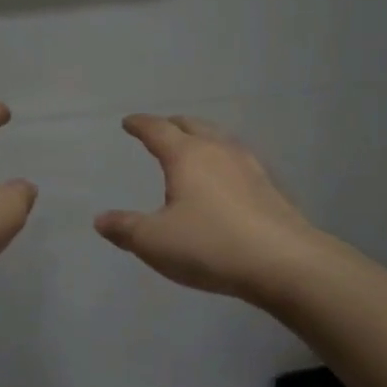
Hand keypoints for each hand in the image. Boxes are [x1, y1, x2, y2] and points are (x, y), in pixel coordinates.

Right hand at [95, 114, 316, 304]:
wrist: (285, 263)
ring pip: (220, 139)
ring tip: (193, 148)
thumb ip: (125, 228)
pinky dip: (223, 160)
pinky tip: (226, 179)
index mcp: (186, 156)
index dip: (140, 124)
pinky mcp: (270, 188)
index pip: (157, 130)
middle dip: (173, 125)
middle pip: (192, 126)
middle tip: (161, 129)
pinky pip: (238, 161)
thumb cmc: (210, 245)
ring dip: (202, 138)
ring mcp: (249, 167)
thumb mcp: (155, 241)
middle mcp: (218, 151)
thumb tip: (101, 219)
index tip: (128, 122)